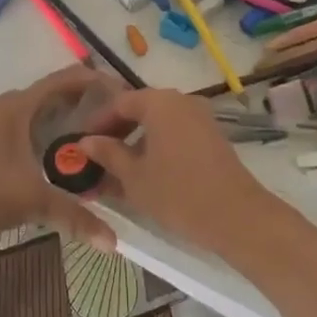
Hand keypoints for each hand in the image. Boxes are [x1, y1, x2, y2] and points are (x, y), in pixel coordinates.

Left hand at [0, 66, 118, 251]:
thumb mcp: (34, 202)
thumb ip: (76, 216)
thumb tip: (113, 243)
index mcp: (18, 107)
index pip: (64, 80)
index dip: (95, 80)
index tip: (124, 92)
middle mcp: (6, 107)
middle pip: (53, 93)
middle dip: (85, 99)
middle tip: (117, 115)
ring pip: (39, 110)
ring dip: (66, 115)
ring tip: (98, 131)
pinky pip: (28, 124)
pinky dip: (49, 129)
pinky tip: (64, 151)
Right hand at [77, 88, 273, 253]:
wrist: (235, 216)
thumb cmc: (177, 193)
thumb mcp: (133, 176)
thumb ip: (108, 154)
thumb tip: (86, 141)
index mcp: (159, 102)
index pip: (119, 102)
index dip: (98, 121)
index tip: (81, 142)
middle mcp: (182, 101)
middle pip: (141, 108)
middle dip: (117, 130)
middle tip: (97, 155)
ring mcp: (201, 117)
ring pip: (159, 122)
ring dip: (137, 140)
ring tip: (119, 167)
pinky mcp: (213, 136)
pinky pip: (177, 132)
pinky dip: (158, 145)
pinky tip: (147, 170)